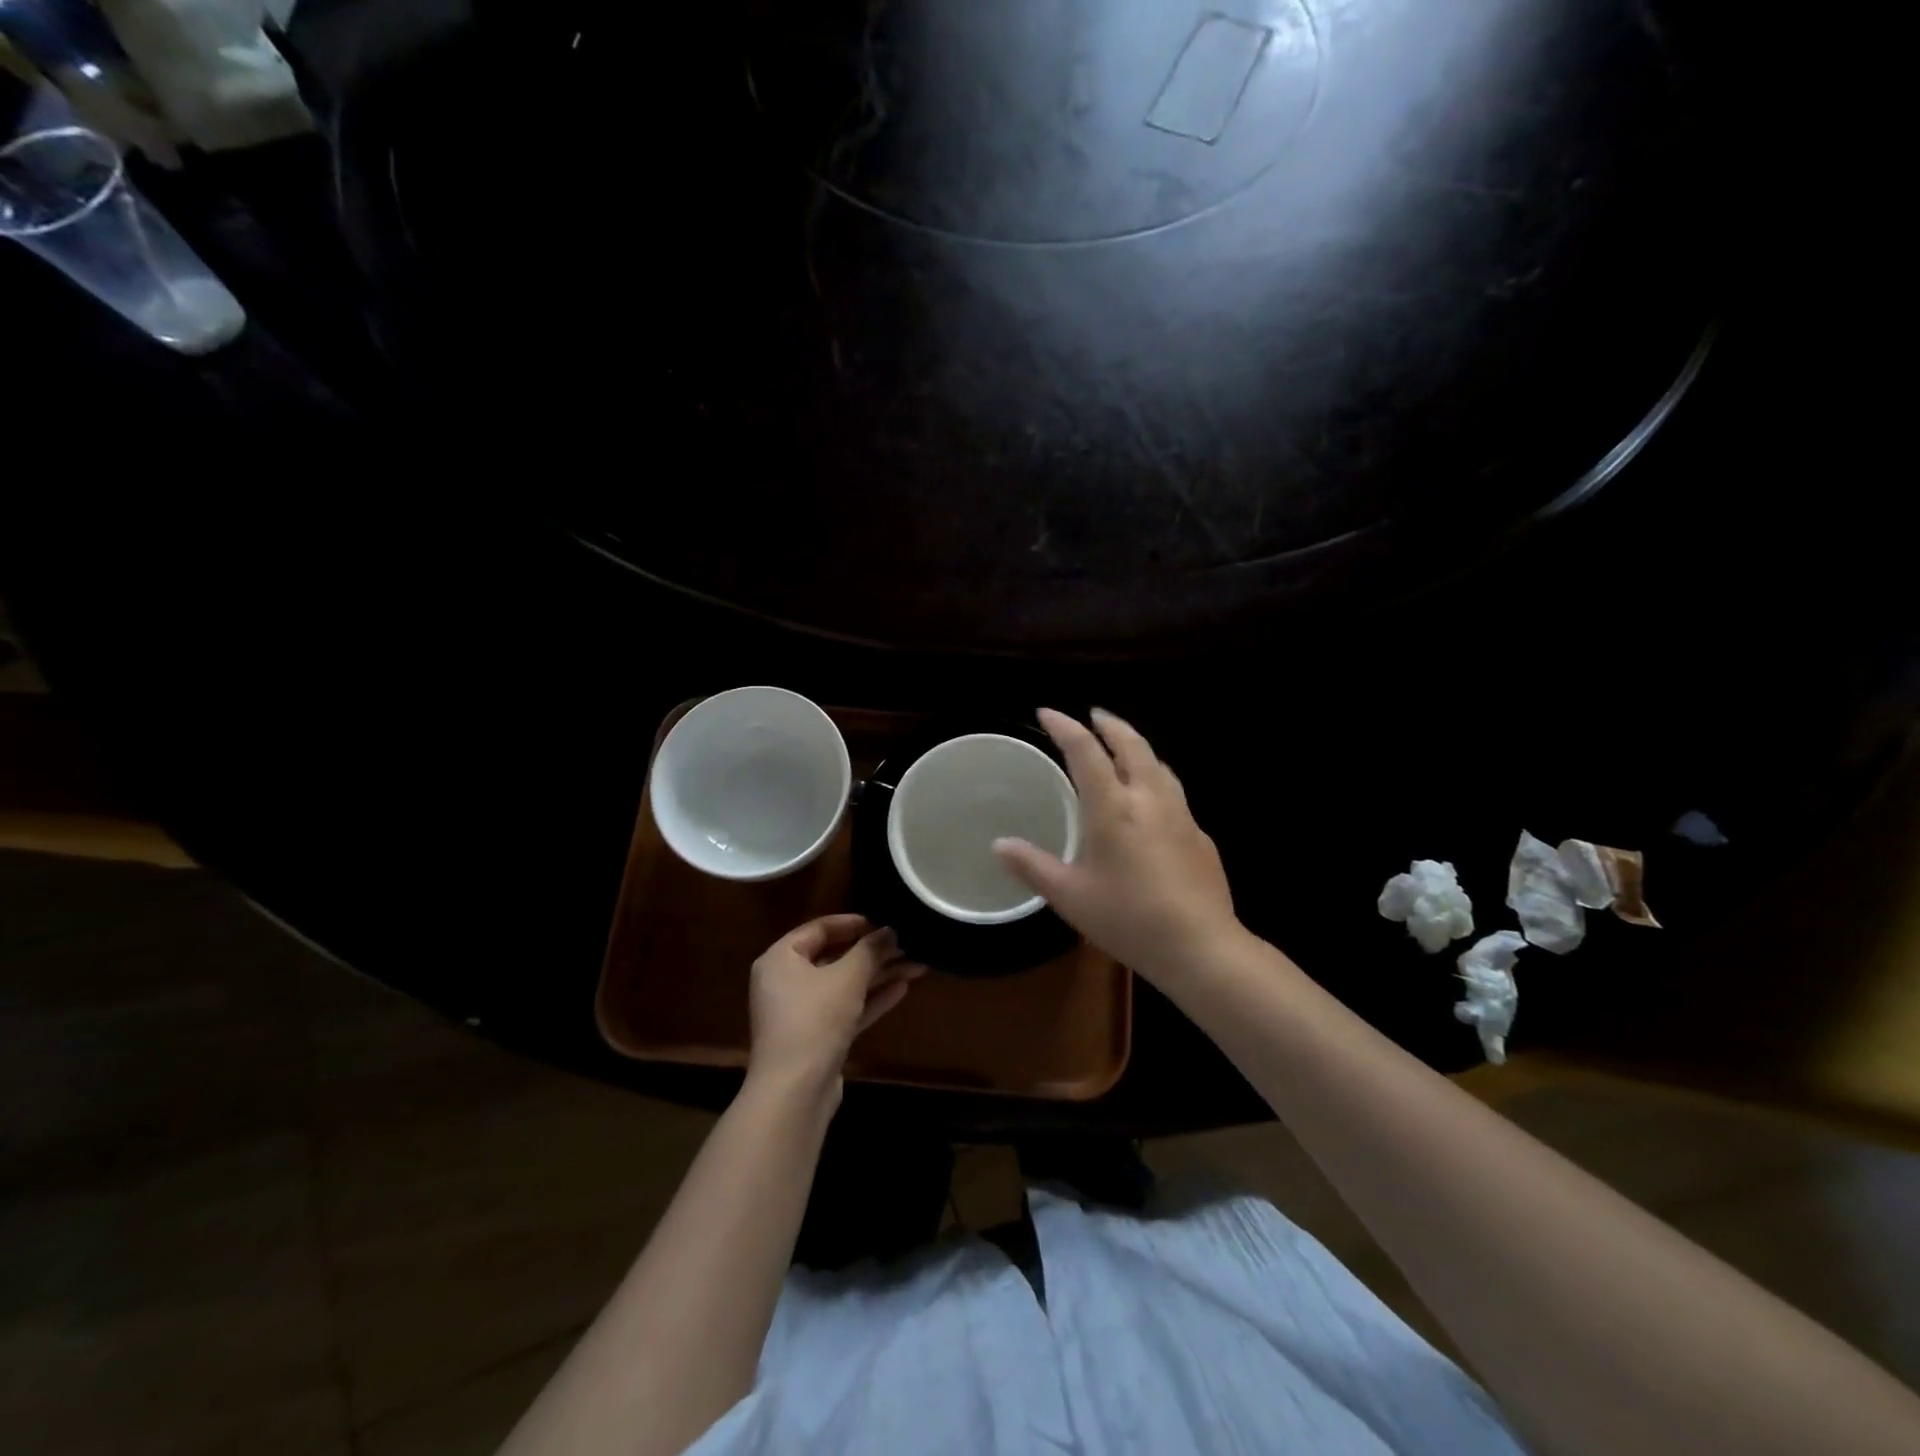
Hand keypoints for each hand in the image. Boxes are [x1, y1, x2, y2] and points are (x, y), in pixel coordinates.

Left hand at [747, 914, 924, 1098]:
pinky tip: (902, 988)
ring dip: (878, 975)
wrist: (795, 1091)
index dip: (852, 923)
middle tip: (907, 943)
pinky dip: (871, 999)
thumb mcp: (847, 977)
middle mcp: (786, 981)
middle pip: (834, 957)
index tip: (883, 921)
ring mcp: (801, 1012)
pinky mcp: (817, 1038)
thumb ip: (870, 949)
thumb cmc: (814, 1019)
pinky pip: (846, 1008)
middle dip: (873, 952)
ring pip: (844, 984)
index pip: (818, 928)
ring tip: (916, 964)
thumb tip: (890, 930)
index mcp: (781, 958)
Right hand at [994, 708, 1241, 981]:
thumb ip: (1033, 866)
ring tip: (1123, 747)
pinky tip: (1151, 801)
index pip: (1086, 751)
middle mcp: (1149, 799)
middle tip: (1094, 715)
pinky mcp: (1200, 836)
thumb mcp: (1070, 897)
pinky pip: (1173, 792)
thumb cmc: (1128, 918)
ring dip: (1137, 747)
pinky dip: (1155, 778)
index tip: (1047, 713)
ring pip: (1159, 765)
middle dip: (1110, 724)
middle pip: (1132, 745)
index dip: (1065, 727)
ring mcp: (1180, 815)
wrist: (1201, 947)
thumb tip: (999, 845)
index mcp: (1113, 807)